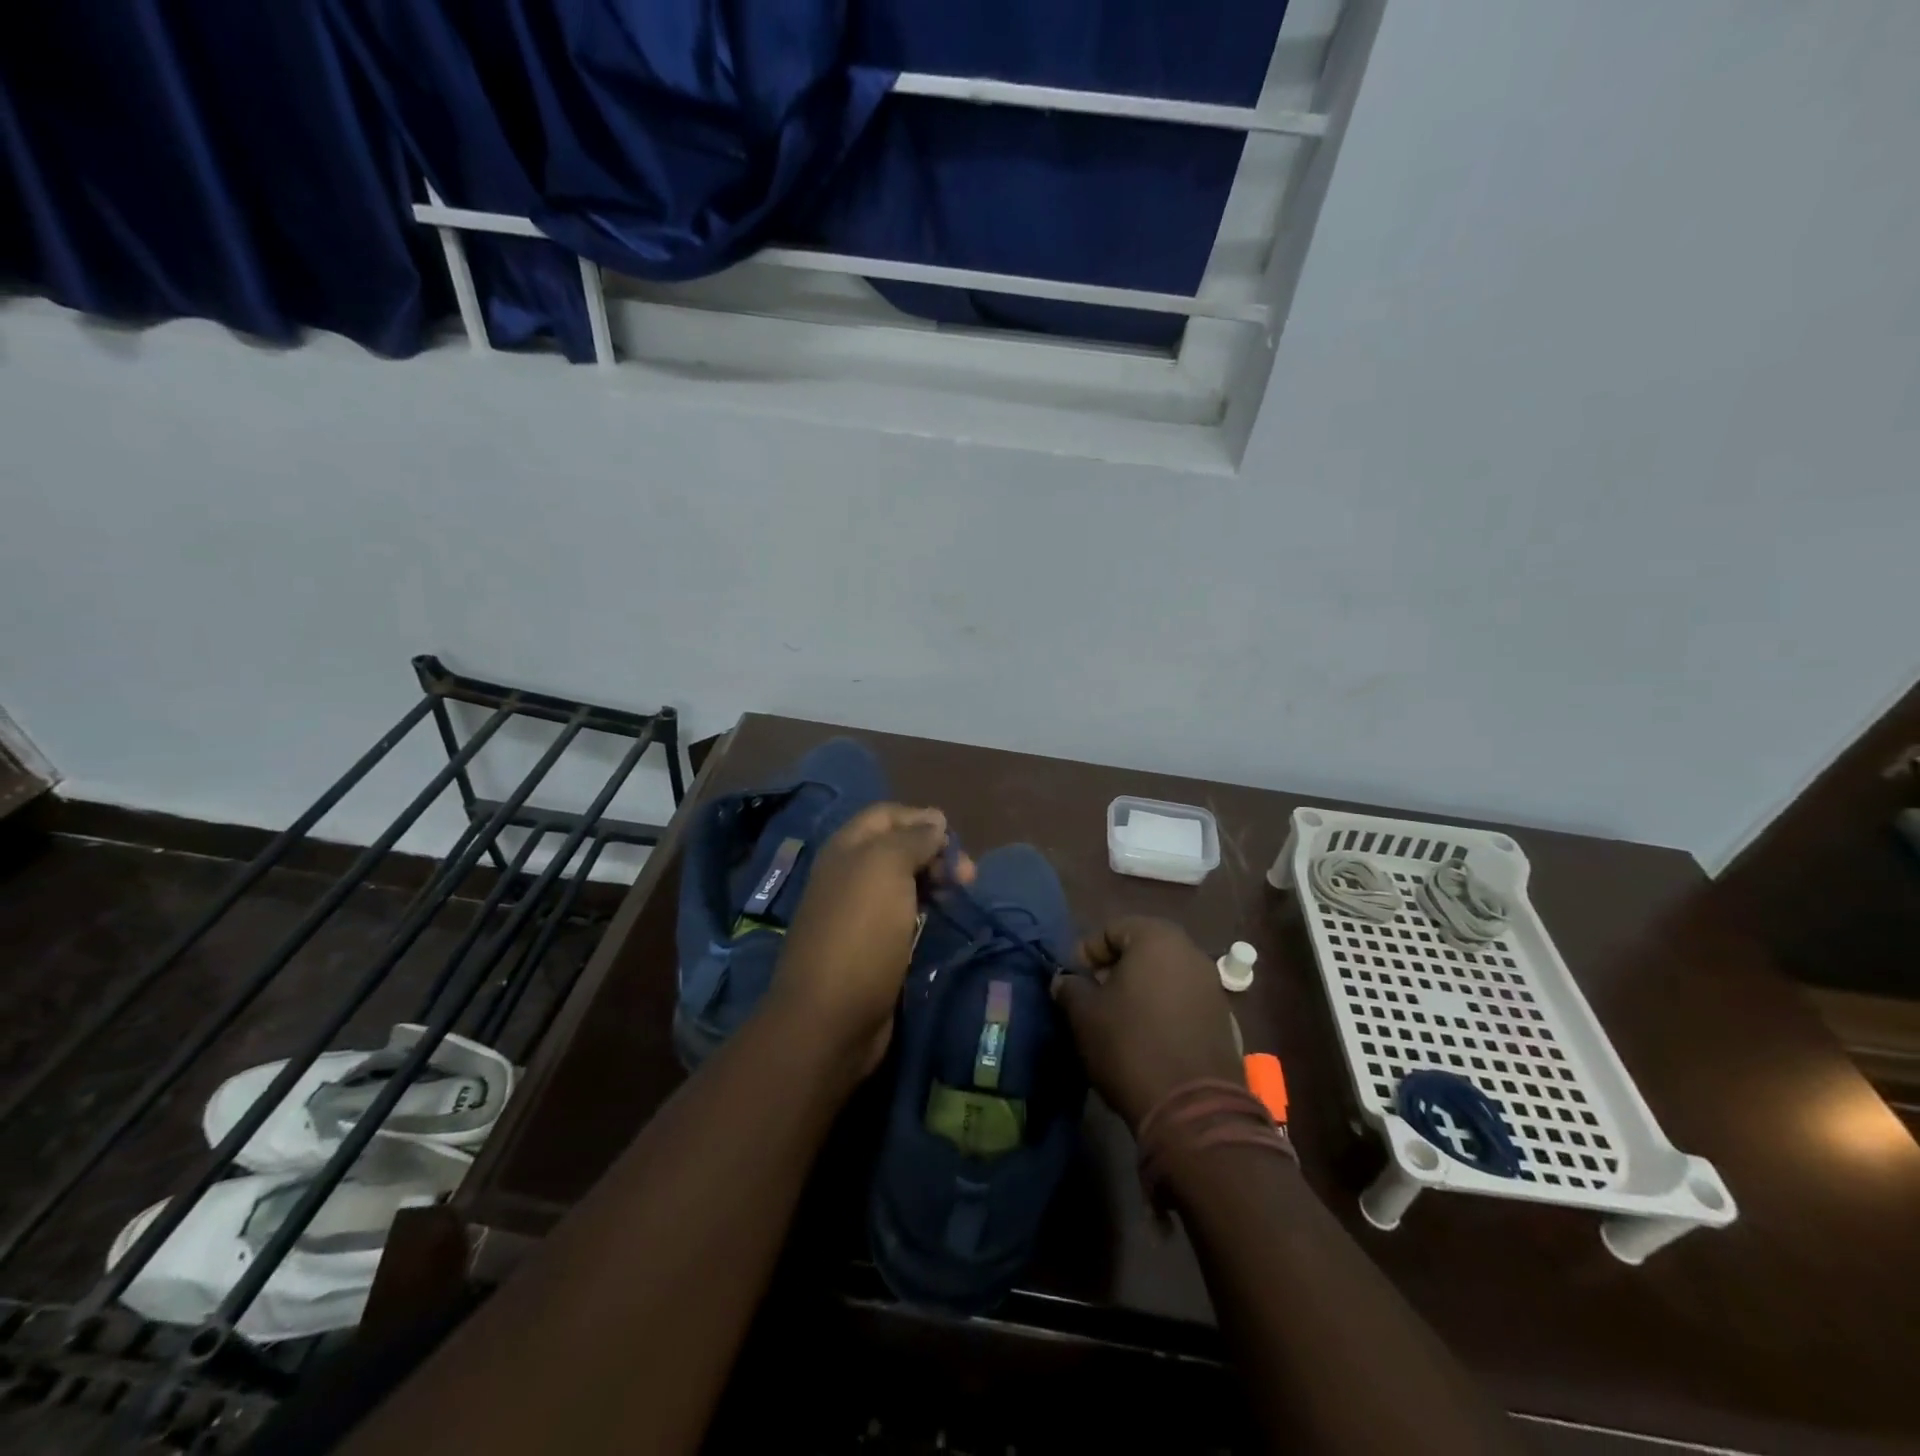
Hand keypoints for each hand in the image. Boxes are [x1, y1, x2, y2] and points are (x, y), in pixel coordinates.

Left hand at [768, 804, 974, 1074]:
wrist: (830, 1018)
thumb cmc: (860, 932)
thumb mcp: (886, 869)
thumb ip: (911, 839)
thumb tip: (934, 820)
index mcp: (845, 849)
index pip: (886, 815)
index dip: (921, 819)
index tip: (954, 839)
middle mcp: (848, 874)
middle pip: (897, 847)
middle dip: (934, 853)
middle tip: (967, 876)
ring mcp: (858, 913)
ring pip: (903, 882)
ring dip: (934, 883)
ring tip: (960, 896)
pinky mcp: (871, 946)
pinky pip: (903, 915)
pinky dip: (925, 912)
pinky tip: (941, 921)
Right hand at [1052, 917, 1242, 1132]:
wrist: (1193, 1108)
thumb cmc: (1130, 1045)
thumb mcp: (1084, 1014)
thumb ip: (1070, 988)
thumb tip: (1066, 981)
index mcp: (1157, 938)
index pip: (1111, 929)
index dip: (1086, 952)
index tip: (1072, 980)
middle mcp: (1190, 952)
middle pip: (1141, 949)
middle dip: (1114, 969)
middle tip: (1092, 997)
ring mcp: (1212, 986)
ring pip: (1164, 976)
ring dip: (1139, 990)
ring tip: (1117, 1020)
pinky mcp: (1223, 1019)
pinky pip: (1182, 1001)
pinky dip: (1162, 1010)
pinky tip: (1146, 1037)